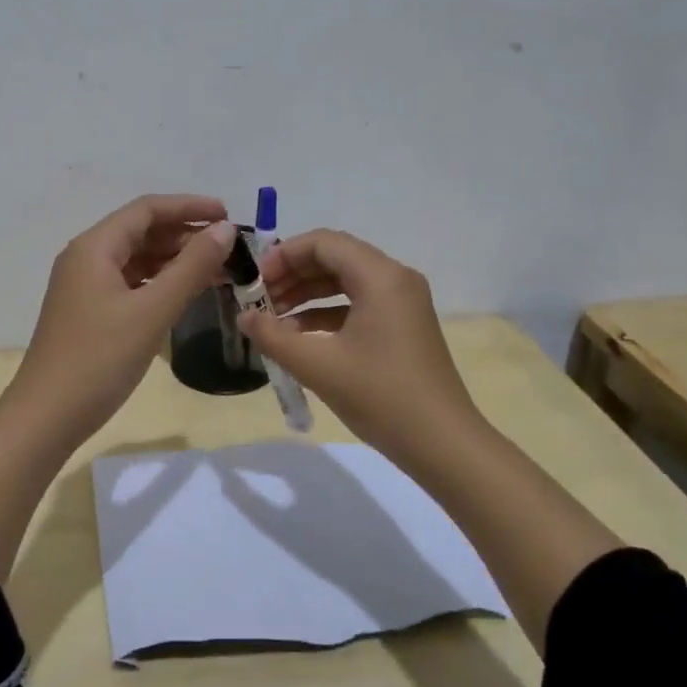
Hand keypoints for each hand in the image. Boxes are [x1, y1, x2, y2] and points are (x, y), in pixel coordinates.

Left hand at [9, 194, 236, 448]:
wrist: (48, 416)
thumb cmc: (100, 359)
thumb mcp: (152, 311)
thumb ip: (191, 267)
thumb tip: (225, 230)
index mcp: (94, 247)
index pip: (146, 210)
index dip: (189, 207)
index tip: (228, 215)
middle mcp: (85, 259)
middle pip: (140, 232)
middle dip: (184, 235)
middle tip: (228, 249)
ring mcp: (84, 288)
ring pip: (136, 260)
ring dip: (174, 261)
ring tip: (216, 271)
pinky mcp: (88, 313)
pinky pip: (129, 284)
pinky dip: (158, 284)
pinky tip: (184, 295)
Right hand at [239, 230, 484, 468]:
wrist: (442, 443)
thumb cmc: (380, 395)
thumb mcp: (318, 365)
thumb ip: (273, 336)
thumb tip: (244, 317)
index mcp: (380, 277)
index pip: (323, 243)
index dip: (283, 255)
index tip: (254, 281)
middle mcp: (395, 279)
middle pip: (334, 258)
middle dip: (292, 275)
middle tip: (259, 300)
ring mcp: (402, 303)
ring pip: (345, 282)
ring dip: (306, 294)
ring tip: (272, 319)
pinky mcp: (403, 327)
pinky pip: (358, 305)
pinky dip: (326, 313)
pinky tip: (299, 337)